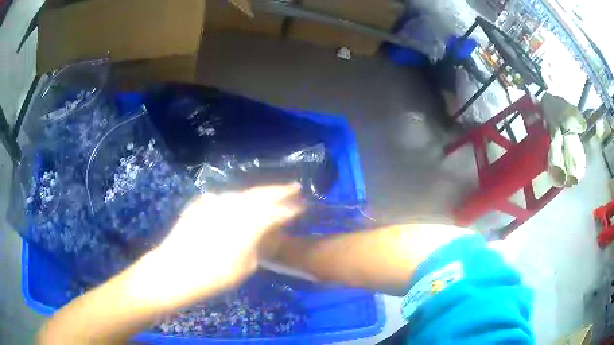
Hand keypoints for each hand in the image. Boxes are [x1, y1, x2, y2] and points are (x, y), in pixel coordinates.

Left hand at [138, 184, 301, 307]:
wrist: (172, 270)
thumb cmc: (212, 276)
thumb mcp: (245, 267)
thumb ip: (260, 244)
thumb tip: (269, 231)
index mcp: (247, 223)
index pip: (276, 211)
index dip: (291, 207)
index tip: (303, 205)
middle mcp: (232, 206)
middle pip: (260, 194)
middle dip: (279, 190)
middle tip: (294, 186)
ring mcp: (214, 202)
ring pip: (243, 193)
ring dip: (258, 192)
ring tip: (270, 193)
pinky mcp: (200, 205)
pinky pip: (224, 198)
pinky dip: (236, 199)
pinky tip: (239, 202)